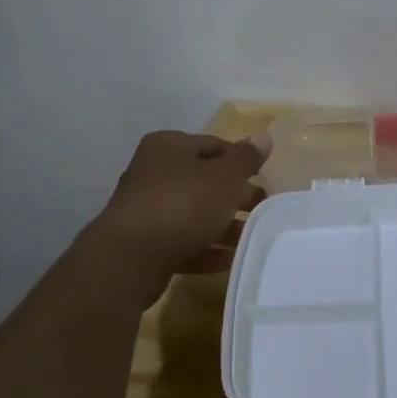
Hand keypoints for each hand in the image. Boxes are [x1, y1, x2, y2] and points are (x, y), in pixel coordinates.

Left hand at [87, 129, 270, 278]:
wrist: (131, 258)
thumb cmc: (183, 204)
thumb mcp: (224, 177)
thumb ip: (246, 159)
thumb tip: (264, 137)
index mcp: (169, 146)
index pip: (213, 145)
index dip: (241, 160)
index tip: (265, 178)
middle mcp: (153, 172)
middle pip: (204, 181)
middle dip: (234, 196)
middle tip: (263, 210)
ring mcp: (146, 209)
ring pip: (194, 214)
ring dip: (222, 226)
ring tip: (251, 239)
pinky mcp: (144, 244)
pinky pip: (182, 242)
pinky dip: (204, 249)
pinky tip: (227, 260)